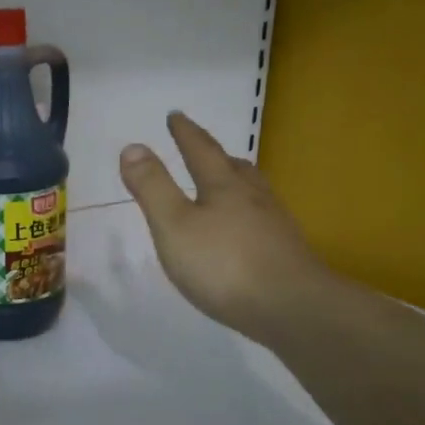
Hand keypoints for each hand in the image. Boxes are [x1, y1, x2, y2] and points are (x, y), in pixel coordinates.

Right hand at [119, 112, 332, 347]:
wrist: (291, 308)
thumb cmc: (224, 264)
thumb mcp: (174, 225)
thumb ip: (153, 188)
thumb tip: (133, 146)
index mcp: (224, 187)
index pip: (201, 151)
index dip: (185, 133)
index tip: (175, 116)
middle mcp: (254, 199)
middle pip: (234, 168)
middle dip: (215, 156)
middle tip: (205, 148)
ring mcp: (275, 226)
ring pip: (254, 193)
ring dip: (237, 183)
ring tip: (228, 184)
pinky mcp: (286, 254)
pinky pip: (263, 222)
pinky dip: (248, 216)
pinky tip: (245, 233)